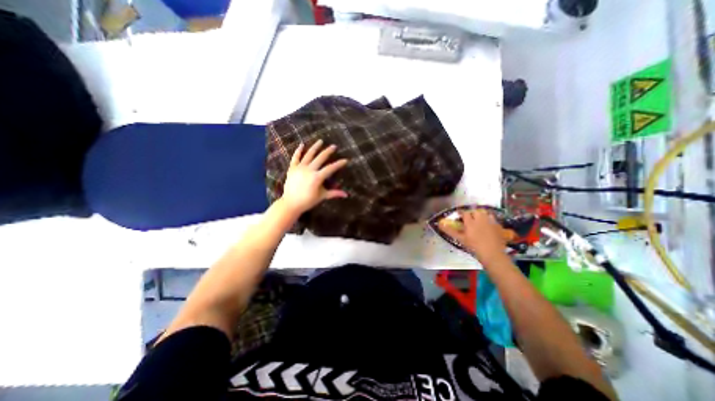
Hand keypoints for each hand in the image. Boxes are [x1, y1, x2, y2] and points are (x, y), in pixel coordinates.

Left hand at [278, 139, 348, 215]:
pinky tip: (302, 144)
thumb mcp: (322, 196)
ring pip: (308, 155)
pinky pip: (295, 157)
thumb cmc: (308, 201)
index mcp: (317, 177)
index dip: (339, 164)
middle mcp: (309, 170)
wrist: (291, 203)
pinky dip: (298, 151)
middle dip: (328, 151)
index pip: (331, 168)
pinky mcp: (292, 168)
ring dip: (315, 147)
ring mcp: (300, 168)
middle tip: (334, 146)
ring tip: (320, 141)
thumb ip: (334, 193)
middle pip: (320, 158)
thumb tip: (346, 195)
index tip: (345, 160)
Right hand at [438, 209, 510, 262]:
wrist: (492, 254)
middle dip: (471, 213)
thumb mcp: (460, 239)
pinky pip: (493, 219)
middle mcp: (481, 219)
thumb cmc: (474, 247)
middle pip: (475, 211)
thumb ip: (450, 231)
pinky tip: (488, 226)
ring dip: (481, 215)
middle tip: (469, 219)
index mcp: (470, 222)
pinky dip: (489, 220)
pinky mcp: (498, 226)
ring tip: (479, 220)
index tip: (459, 215)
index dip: (461, 213)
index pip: (465, 213)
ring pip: (485, 213)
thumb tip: (440, 224)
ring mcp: (491, 222)